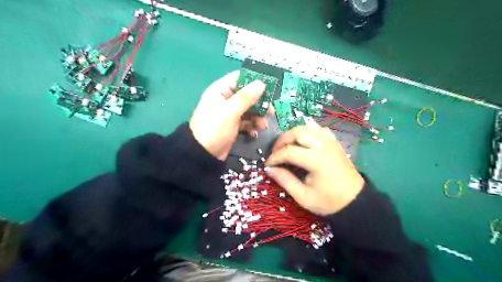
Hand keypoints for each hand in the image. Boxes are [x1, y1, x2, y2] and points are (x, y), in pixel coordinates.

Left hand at [190, 71, 270, 160]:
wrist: (203, 155)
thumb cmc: (214, 129)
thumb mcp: (230, 112)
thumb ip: (246, 97)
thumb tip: (261, 83)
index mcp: (220, 91)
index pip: (239, 78)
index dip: (254, 81)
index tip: (269, 87)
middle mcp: (225, 100)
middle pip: (247, 95)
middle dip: (259, 103)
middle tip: (270, 111)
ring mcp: (229, 114)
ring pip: (249, 110)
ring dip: (258, 117)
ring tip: (262, 126)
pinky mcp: (233, 126)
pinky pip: (246, 122)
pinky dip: (252, 126)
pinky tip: (254, 133)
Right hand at [263, 122, 365, 215]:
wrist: (355, 201)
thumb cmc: (329, 201)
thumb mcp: (303, 197)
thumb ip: (285, 181)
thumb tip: (269, 169)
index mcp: (316, 161)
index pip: (289, 151)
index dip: (275, 157)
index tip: (268, 164)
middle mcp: (323, 147)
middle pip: (297, 132)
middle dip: (282, 140)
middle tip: (275, 153)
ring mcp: (331, 142)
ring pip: (308, 127)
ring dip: (294, 134)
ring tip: (288, 146)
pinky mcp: (335, 143)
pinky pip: (320, 130)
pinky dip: (309, 132)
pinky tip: (304, 142)